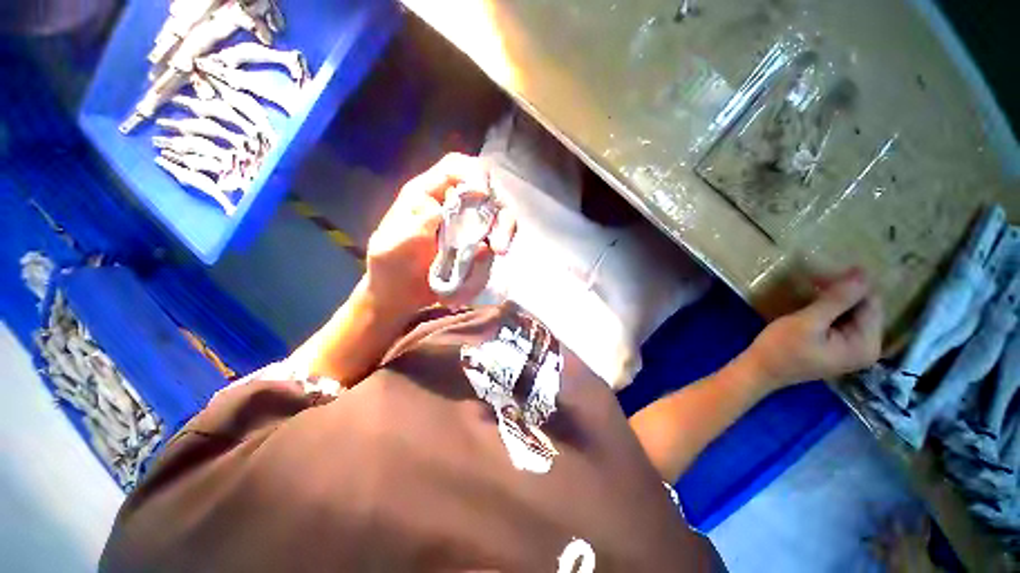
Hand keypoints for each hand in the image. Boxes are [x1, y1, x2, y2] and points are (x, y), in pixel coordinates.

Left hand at [365, 153, 514, 315]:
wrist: (397, 295)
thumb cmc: (389, 267)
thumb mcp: (391, 246)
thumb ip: (414, 225)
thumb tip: (442, 209)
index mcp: (427, 194)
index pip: (456, 168)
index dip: (474, 174)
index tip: (483, 196)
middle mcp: (451, 206)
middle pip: (487, 194)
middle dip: (499, 214)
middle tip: (498, 243)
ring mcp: (465, 228)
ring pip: (497, 218)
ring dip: (503, 233)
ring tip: (499, 252)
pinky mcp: (474, 247)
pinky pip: (491, 245)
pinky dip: (491, 255)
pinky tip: (475, 273)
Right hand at [743, 268, 883, 390]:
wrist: (759, 371)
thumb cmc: (780, 348)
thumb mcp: (807, 322)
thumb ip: (837, 299)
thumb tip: (863, 273)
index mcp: (866, 344)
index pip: (870, 304)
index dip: (849, 286)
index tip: (821, 276)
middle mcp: (868, 348)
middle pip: (865, 309)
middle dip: (842, 293)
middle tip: (813, 282)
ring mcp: (855, 351)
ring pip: (854, 314)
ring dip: (835, 301)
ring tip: (811, 292)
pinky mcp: (840, 350)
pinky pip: (844, 323)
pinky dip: (830, 311)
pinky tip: (812, 308)